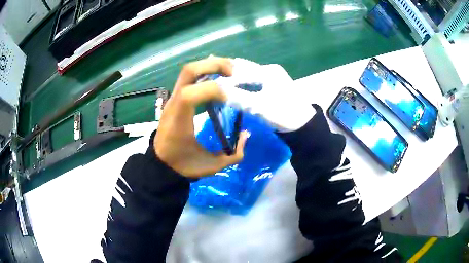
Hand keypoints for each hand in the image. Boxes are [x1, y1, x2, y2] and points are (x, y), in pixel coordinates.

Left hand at [154, 57, 248, 177]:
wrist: (161, 164)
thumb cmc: (182, 164)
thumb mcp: (210, 165)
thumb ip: (233, 155)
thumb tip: (246, 135)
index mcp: (178, 119)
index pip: (190, 93)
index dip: (213, 91)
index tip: (231, 99)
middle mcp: (174, 103)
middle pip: (189, 70)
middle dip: (214, 65)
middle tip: (235, 73)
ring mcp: (174, 97)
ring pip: (190, 70)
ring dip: (211, 65)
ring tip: (231, 71)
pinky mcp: (177, 97)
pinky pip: (191, 77)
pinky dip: (207, 72)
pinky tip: (220, 78)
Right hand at [215, 59, 315, 131]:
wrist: (304, 125)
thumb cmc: (283, 113)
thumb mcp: (259, 106)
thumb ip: (238, 97)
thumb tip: (217, 90)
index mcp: (268, 71)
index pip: (241, 70)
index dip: (224, 76)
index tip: (209, 79)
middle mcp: (270, 70)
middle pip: (244, 68)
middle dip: (228, 71)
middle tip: (210, 73)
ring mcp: (273, 77)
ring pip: (249, 74)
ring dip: (235, 76)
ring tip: (218, 79)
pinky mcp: (273, 85)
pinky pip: (254, 80)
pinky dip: (243, 82)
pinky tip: (234, 86)